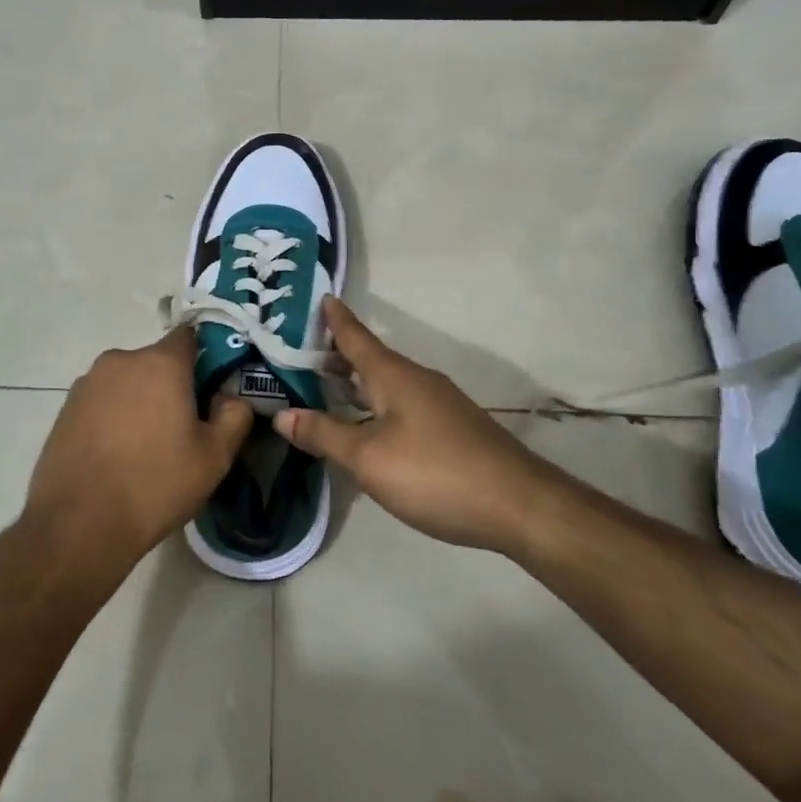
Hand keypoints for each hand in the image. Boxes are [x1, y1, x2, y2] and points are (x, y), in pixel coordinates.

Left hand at [23, 329, 254, 583]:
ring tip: (145, 445)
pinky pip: (101, 400)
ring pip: (126, 381)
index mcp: (160, 363)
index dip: (203, 356)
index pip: (188, 337)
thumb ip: (234, 417)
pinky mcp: (65, 407)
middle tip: (181, 425)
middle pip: (155, 361)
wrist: (78, 524)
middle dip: (170, 384)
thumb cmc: (155, 485)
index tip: (211, 385)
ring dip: (139, 400)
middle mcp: (121, 360)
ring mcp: (87, 382)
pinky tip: (115, 454)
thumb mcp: (214, 458)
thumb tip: (231, 398)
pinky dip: (112, 416)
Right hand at [274, 297, 552, 552]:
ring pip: (387, 384)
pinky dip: (376, 404)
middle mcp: (416, 379)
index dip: (336, 319)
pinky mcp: (451, 428)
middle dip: (338, 355)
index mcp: (393, 375)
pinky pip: (401, 403)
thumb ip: (324, 434)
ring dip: (357, 383)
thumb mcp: (368, 458)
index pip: (356, 337)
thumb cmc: (434, 472)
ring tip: (327, 388)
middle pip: (370, 359)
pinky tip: (369, 428)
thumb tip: (281, 414)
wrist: (518, 504)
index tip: (322, 297)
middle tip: (302, 353)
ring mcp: (438, 403)